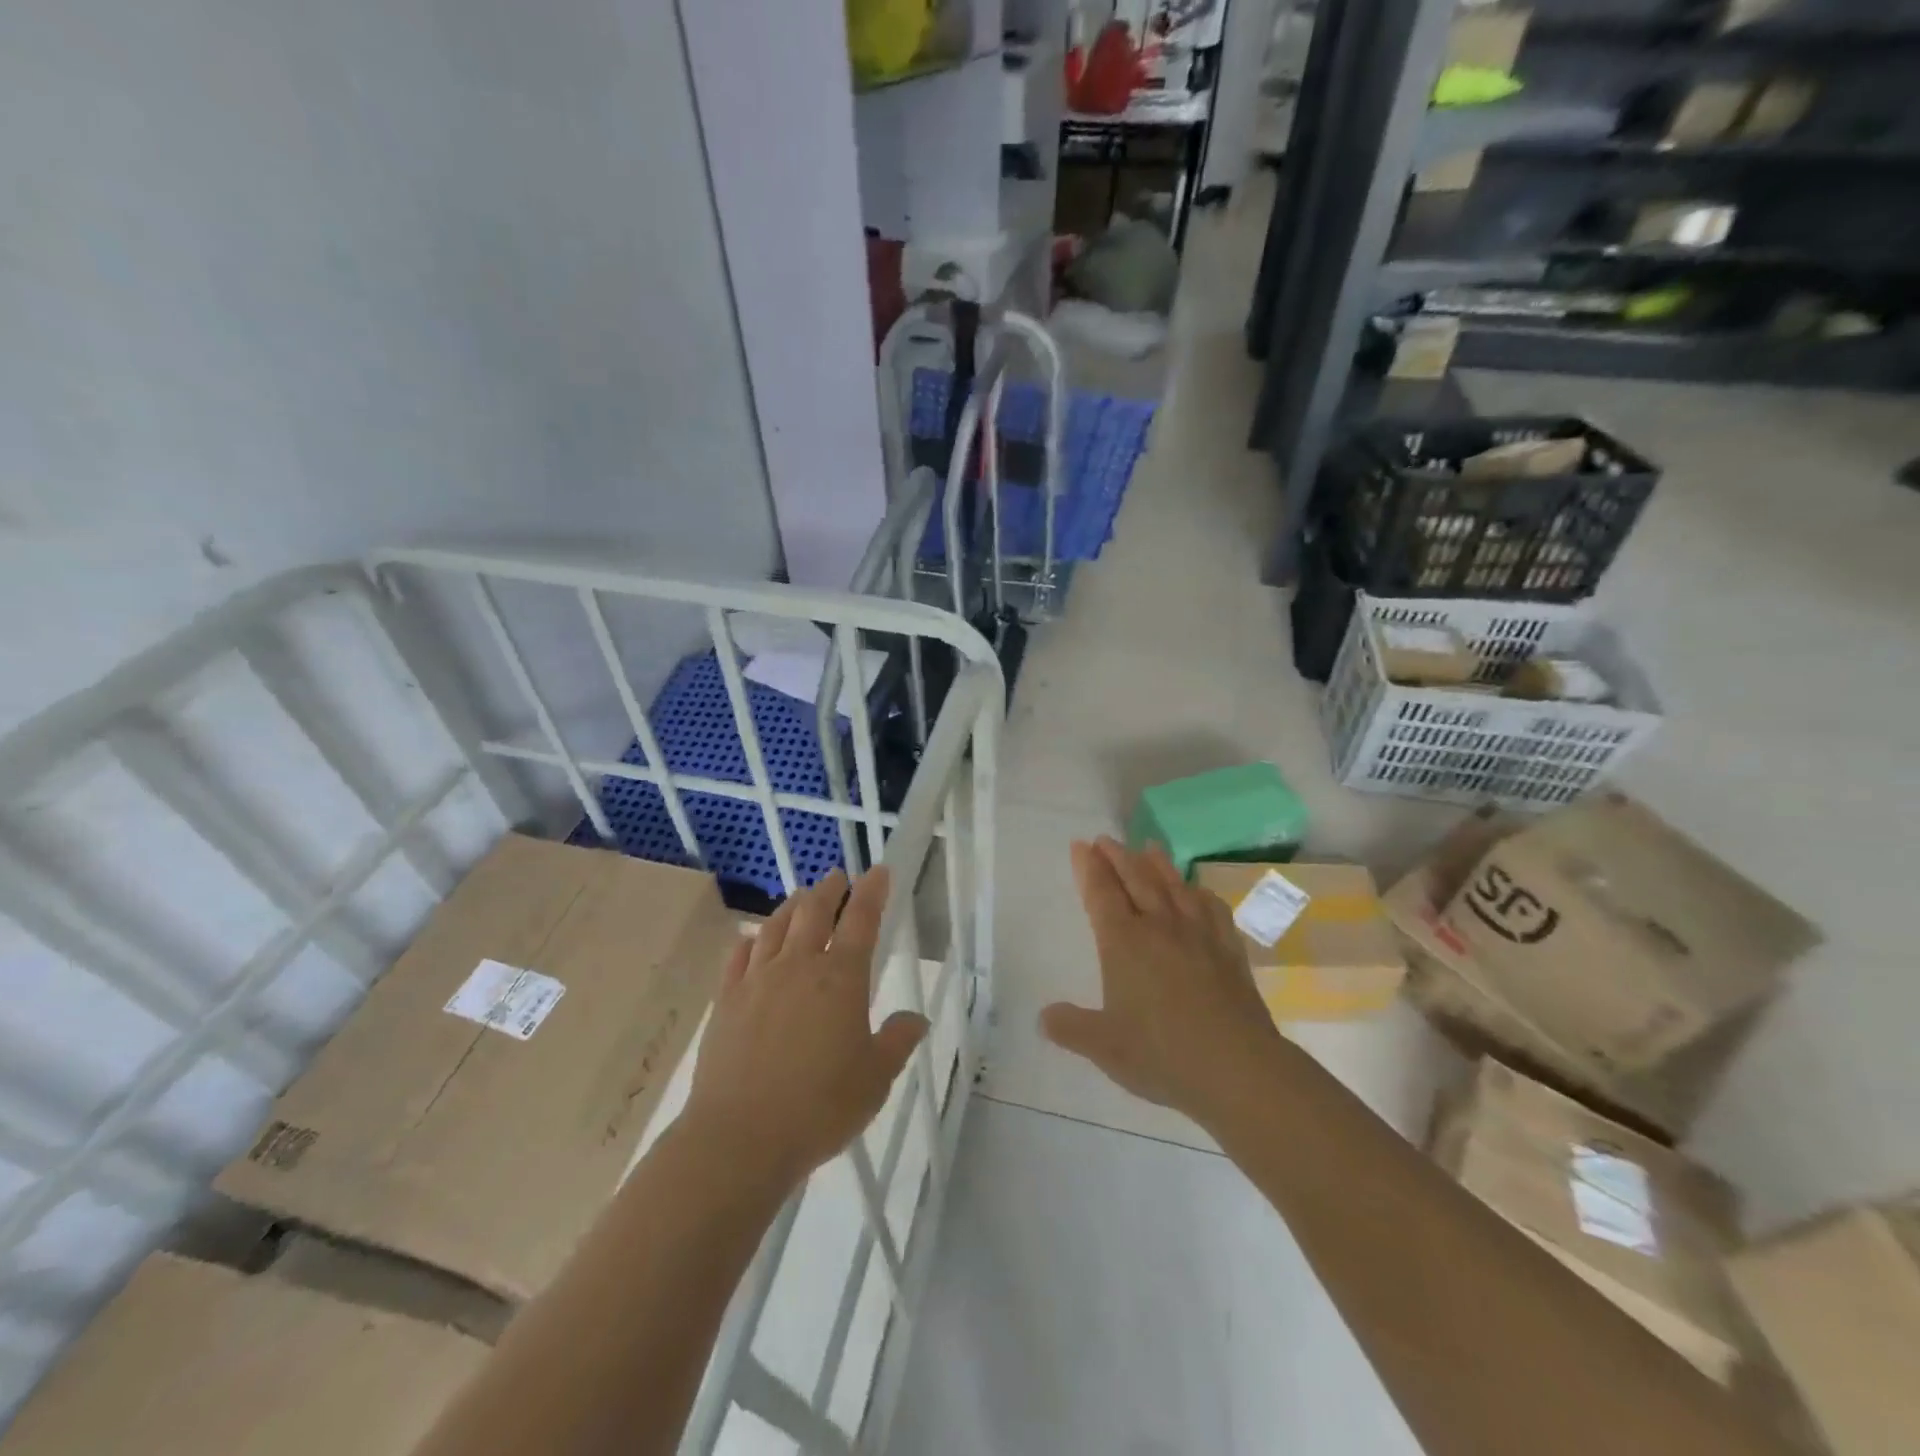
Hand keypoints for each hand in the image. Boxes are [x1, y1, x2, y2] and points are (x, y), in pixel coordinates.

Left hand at [681, 867, 926, 1192]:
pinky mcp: (727, 1001)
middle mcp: (799, 967)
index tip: (878, 871)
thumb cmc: (820, 1107)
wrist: (740, 1138)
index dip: (872, 892)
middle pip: (815, 912)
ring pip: (776, 927)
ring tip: (801, 897)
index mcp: (841, 979)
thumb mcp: (875, 1079)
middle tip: (837, 877)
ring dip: (792, 906)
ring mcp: (757, 981)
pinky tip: (751, 939)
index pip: (862, 921)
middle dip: (829, 890)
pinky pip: (738, 957)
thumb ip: (897, 1042)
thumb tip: (916, 1019)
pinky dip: (749, 940)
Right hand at [1042, 838, 1281, 1127]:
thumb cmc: (1162, 1054)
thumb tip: (1043, 1017)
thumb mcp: (1103, 1047)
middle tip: (1106, 839)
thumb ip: (1070, 1028)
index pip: (1101, 894)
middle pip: (1136, 879)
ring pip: (1174, 886)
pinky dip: (1199, 893)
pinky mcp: (1229, 950)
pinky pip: (1212, 909)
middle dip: (1118, 856)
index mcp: (1124, 943)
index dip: (1088, 868)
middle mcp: (1159, 927)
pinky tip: (1198, 892)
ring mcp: (1198, 935)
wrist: (1237, 1068)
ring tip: (1148, 847)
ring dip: (1158, 864)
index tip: (1081, 845)